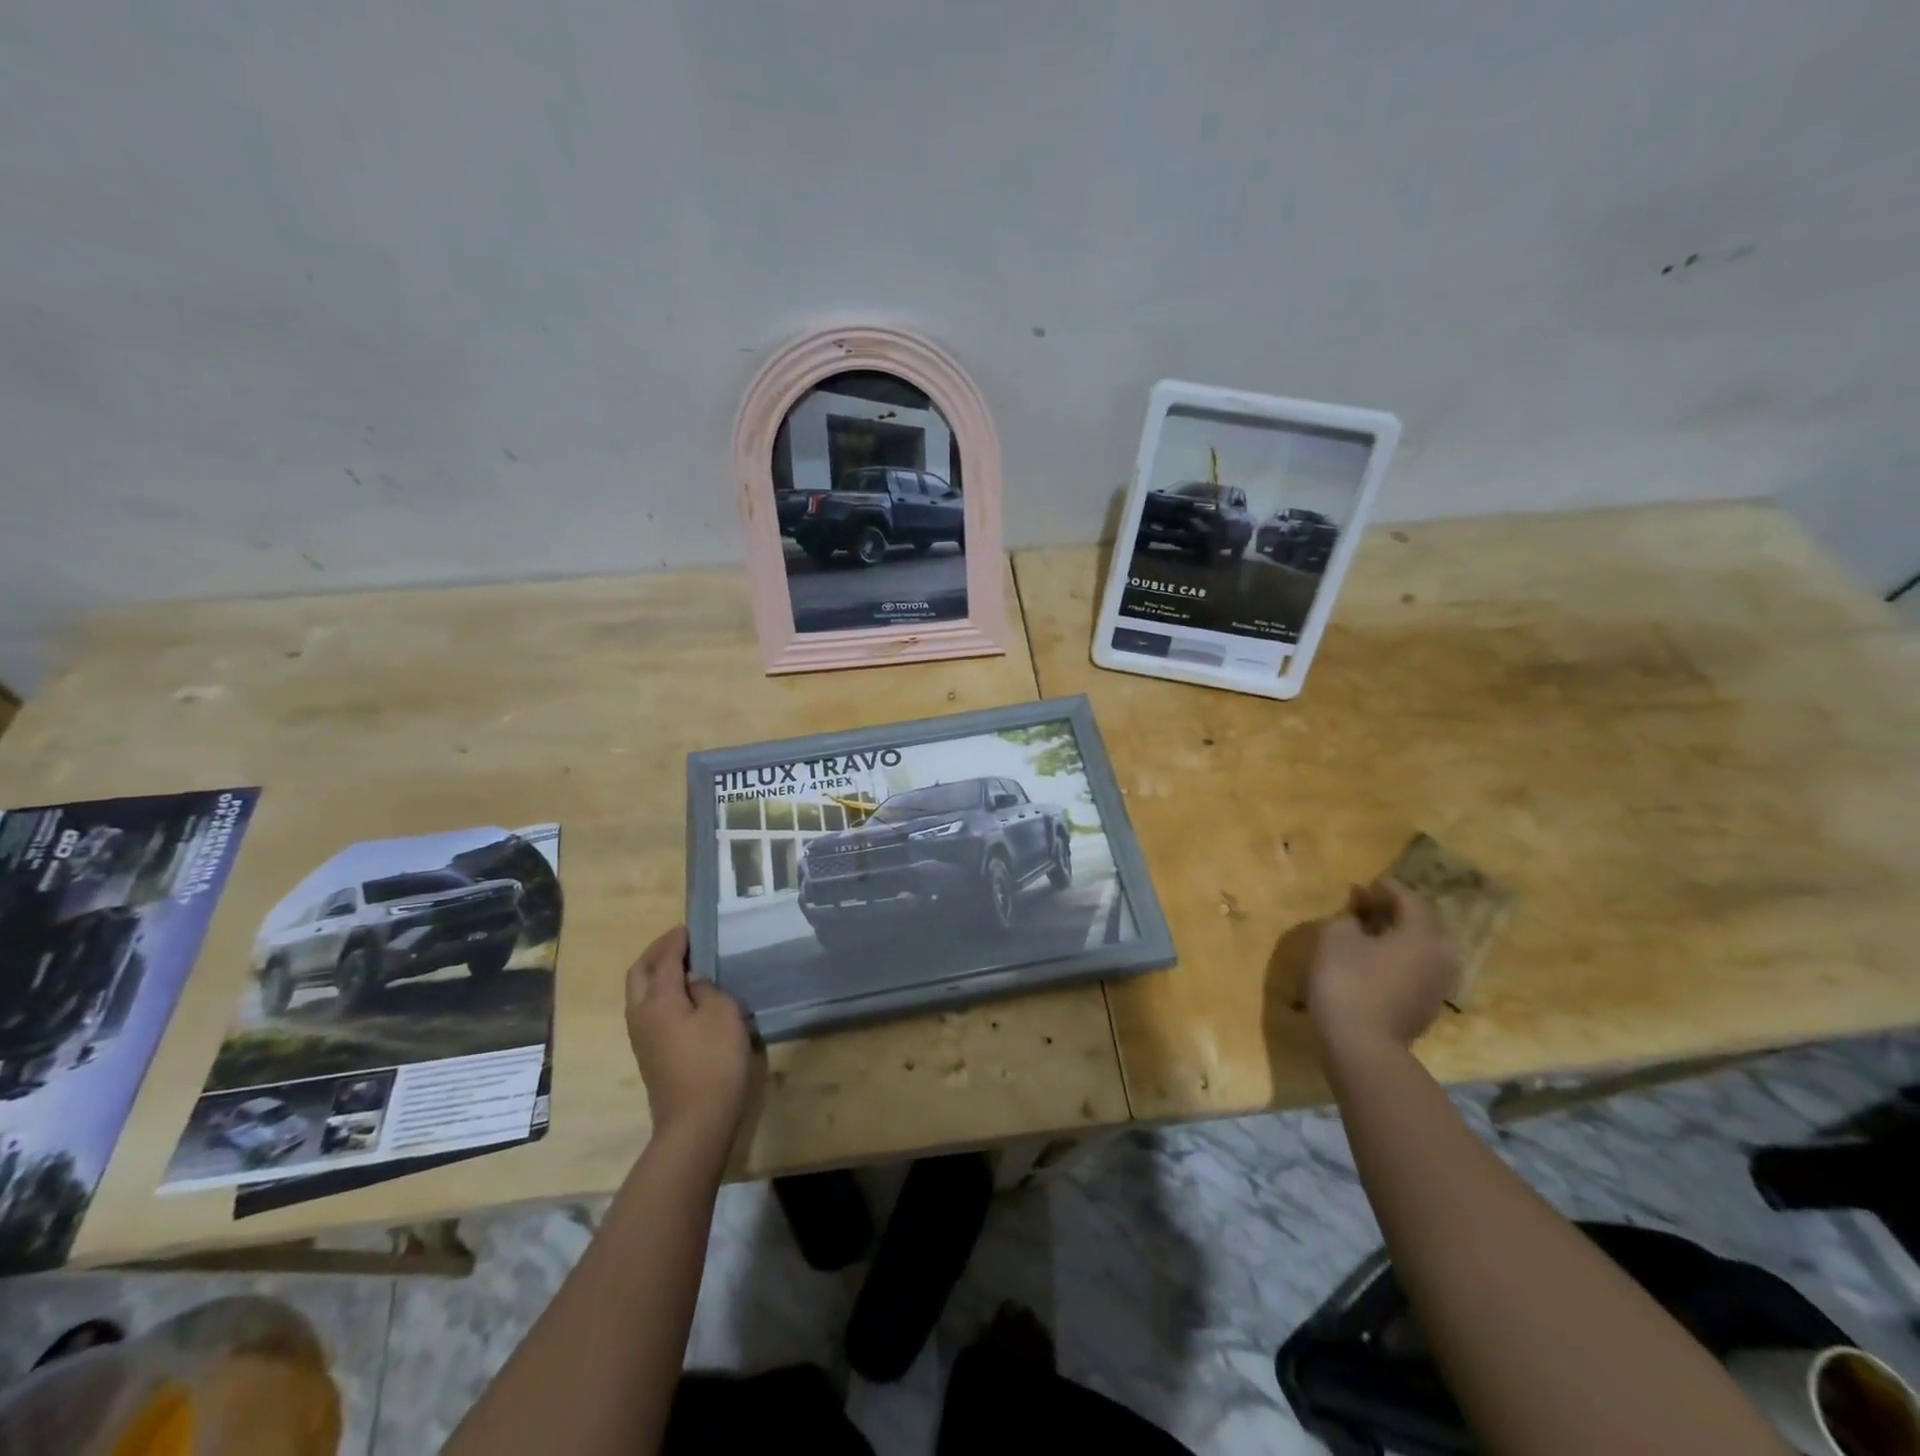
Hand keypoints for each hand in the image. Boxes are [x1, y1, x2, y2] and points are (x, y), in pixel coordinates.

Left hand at [625, 926, 761, 1145]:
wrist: (695, 1122)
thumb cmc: (714, 1060)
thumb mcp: (723, 1013)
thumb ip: (707, 989)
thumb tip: (693, 982)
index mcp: (658, 999)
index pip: (664, 959)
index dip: (676, 940)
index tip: (689, 927)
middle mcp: (641, 1014)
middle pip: (640, 973)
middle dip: (656, 953)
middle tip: (679, 942)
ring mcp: (641, 1037)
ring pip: (639, 993)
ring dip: (655, 973)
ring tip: (681, 964)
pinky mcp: (649, 1054)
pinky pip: (647, 1010)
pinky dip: (659, 992)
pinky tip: (682, 996)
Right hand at [1299, 879, 1459, 1056]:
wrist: (1361, 1044)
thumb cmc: (1347, 981)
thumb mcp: (1336, 937)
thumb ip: (1349, 917)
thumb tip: (1358, 914)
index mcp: (1421, 935)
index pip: (1409, 901)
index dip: (1387, 889)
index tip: (1367, 884)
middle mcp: (1440, 957)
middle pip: (1426, 924)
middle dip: (1401, 911)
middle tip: (1373, 906)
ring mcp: (1438, 985)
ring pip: (1426, 949)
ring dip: (1404, 936)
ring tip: (1376, 933)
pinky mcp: (1428, 1007)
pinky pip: (1420, 970)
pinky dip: (1403, 957)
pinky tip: (1380, 960)